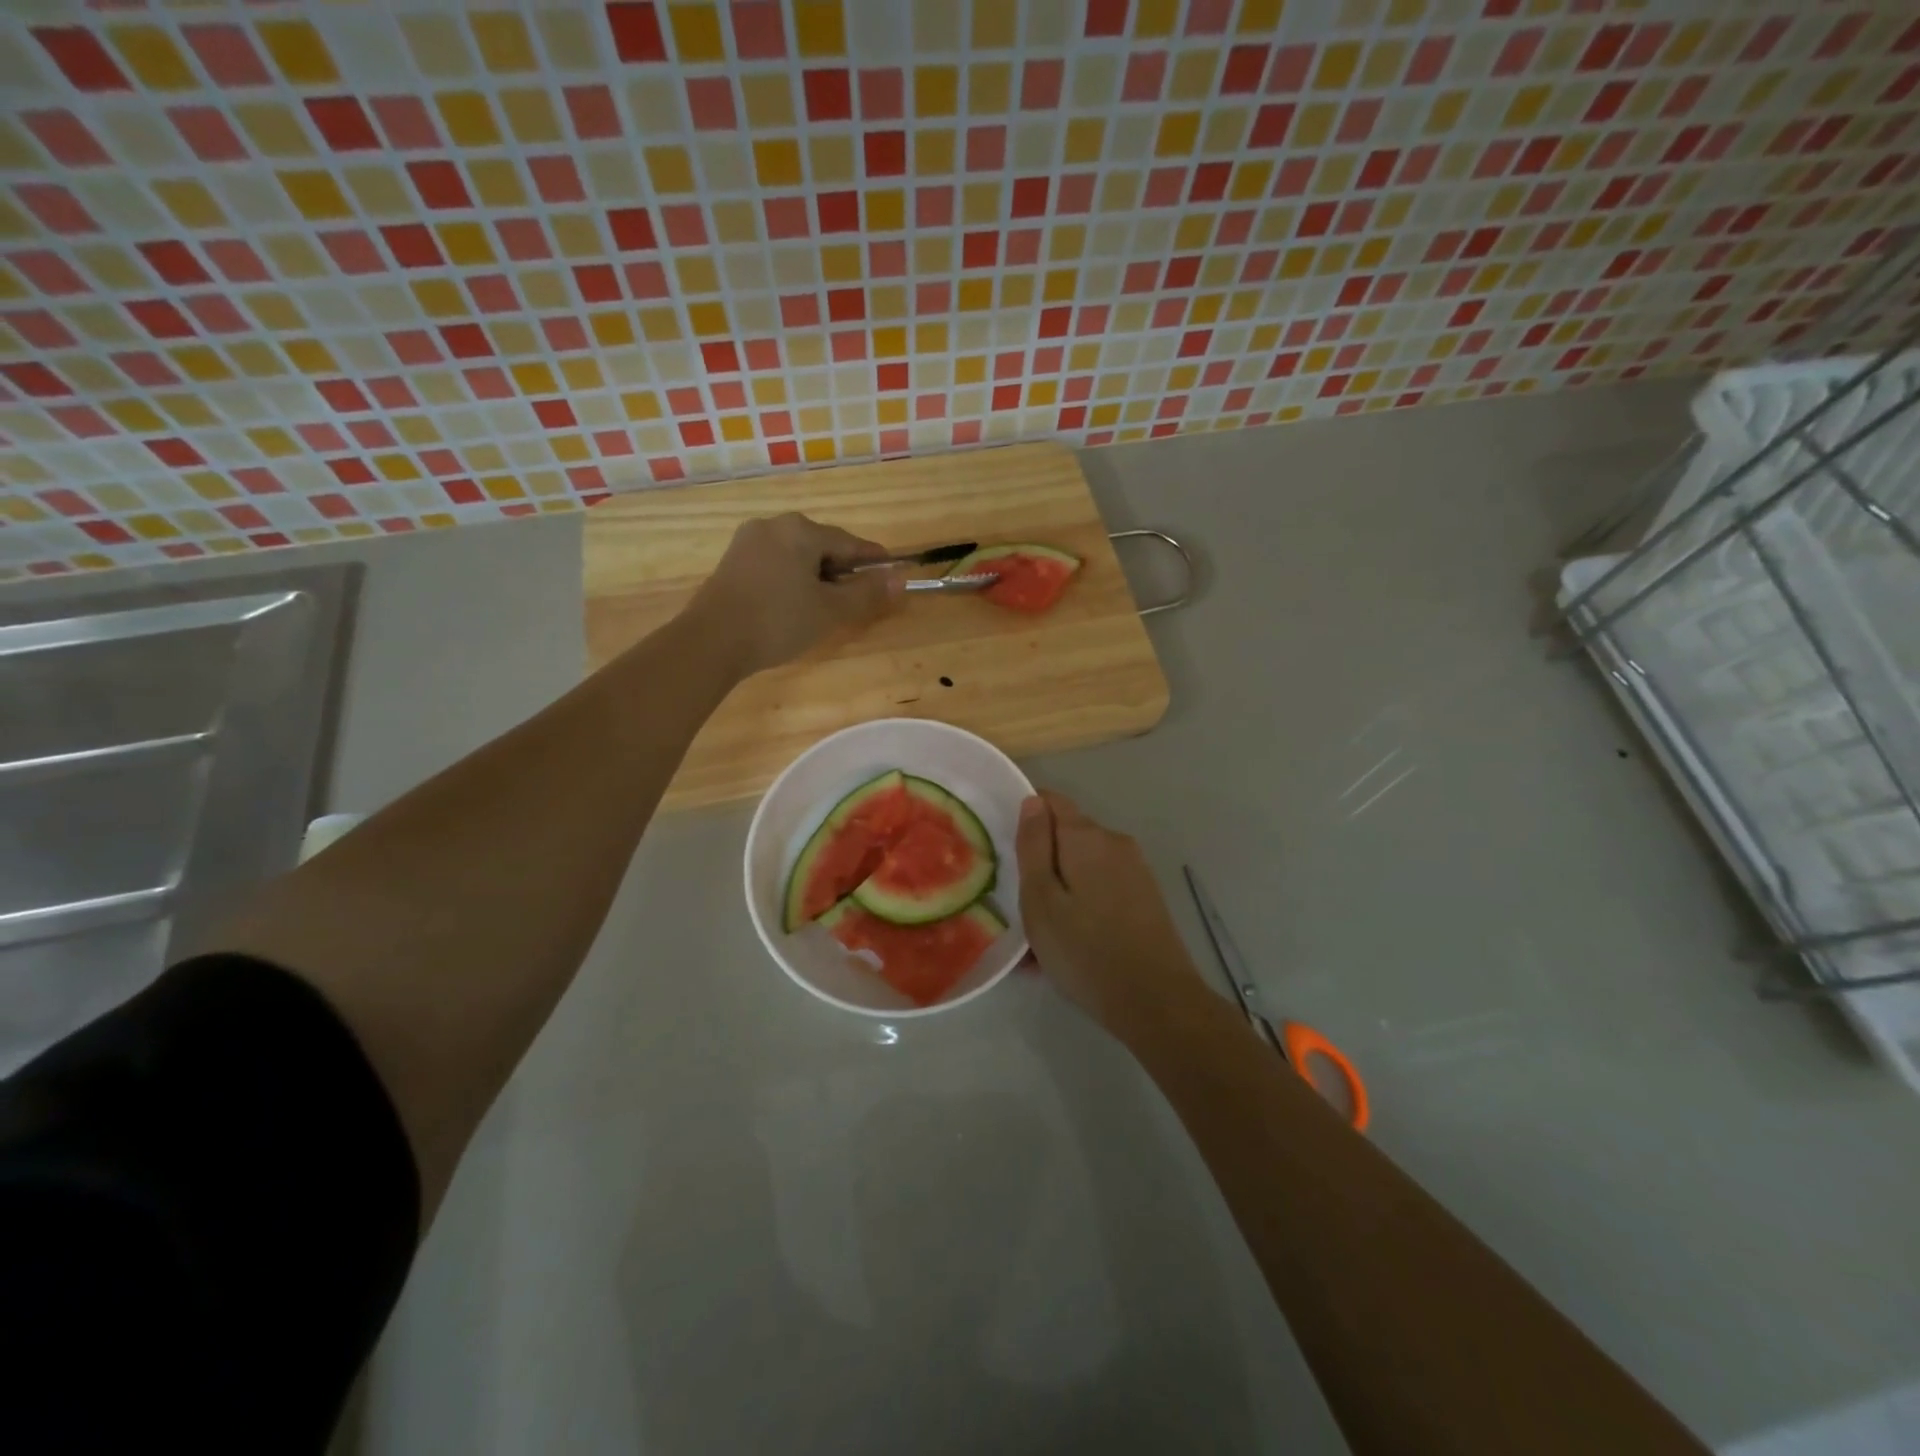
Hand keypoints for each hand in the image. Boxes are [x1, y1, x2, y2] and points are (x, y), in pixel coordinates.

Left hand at [688, 513, 901, 676]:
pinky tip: (795, 605)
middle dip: (843, 570)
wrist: (711, 641)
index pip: (850, 543)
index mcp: (801, 530)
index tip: (893, 574)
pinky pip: (776, 564)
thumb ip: (867, 593)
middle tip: (858, 599)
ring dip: (817, 577)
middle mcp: (774, 525)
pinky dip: (793, 580)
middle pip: (822, 546)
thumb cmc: (778, 621)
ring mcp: (748, 542)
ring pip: (797, 556)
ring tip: (827, 607)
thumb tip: (900, 578)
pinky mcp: (733, 562)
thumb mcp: (831, 610)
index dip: (874, 561)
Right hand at [1016, 790, 1206, 1041]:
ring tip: (1039, 935)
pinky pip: (1101, 888)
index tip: (1005, 849)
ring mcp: (1135, 870)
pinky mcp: (1145, 897)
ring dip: (1059, 889)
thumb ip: (1033, 846)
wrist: (1156, 1002)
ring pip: (1083, 867)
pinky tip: (1069, 944)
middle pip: (1067, 836)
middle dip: (1041, 861)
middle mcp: (1115, 842)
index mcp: (1086, 836)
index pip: (1050, 801)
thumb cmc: (1086, 950)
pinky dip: (1080, 905)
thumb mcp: (1041, 900)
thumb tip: (1032, 801)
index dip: (1025, 815)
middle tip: (1017, 904)